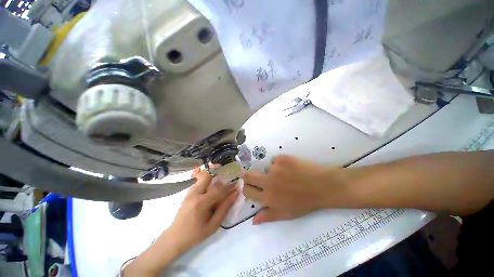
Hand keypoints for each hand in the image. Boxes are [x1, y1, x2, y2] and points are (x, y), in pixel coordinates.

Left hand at [123, 168, 237, 276]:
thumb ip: (224, 208)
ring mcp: (190, 192)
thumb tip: (235, 194)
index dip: (229, 187)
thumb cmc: (195, 234)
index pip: (219, 190)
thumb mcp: (213, 225)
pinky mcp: (188, 192)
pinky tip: (213, 187)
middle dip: (218, 172)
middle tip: (227, 174)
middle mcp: (194, 193)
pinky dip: (208, 180)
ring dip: (213, 176)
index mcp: (201, 203)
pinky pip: (200, 182)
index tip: (237, 184)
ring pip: (203, 177)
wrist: (174, 238)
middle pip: (208, 175)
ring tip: (222, 181)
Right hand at [242, 155, 349, 224]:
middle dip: (247, 176)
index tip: (250, 186)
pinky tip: (290, 168)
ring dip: (272, 171)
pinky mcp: (281, 159)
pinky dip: (280, 164)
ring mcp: (274, 169)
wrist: (322, 186)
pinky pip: (275, 160)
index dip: (247, 188)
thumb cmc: (304, 203)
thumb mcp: (285, 214)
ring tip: (285, 175)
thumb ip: (267, 216)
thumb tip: (252, 221)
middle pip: (248, 176)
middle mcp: (268, 182)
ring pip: (266, 168)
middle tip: (254, 176)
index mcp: (268, 198)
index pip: (247, 191)